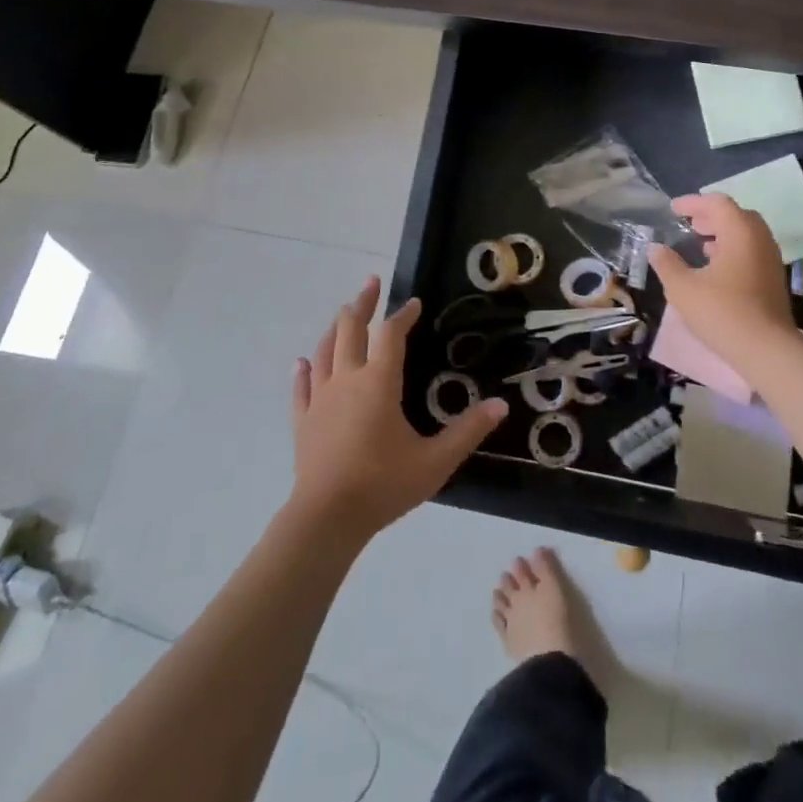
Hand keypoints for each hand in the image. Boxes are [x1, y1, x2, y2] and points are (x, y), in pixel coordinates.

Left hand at [289, 277, 506, 542]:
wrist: (326, 519)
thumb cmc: (383, 485)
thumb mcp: (435, 461)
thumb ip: (468, 431)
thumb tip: (501, 405)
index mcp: (379, 381)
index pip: (391, 334)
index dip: (403, 315)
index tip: (414, 303)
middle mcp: (347, 379)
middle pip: (350, 328)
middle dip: (363, 303)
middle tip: (372, 282)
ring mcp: (320, 399)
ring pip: (325, 350)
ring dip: (336, 327)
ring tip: (345, 313)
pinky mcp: (303, 421)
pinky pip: (301, 388)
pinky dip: (303, 371)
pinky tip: (302, 362)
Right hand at [648, 193, 795, 361]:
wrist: (767, 350)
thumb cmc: (722, 312)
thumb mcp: (683, 288)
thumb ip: (667, 264)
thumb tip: (655, 248)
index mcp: (739, 232)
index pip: (717, 203)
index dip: (693, 202)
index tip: (673, 209)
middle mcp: (759, 239)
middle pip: (736, 215)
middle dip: (710, 215)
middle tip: (689, 223)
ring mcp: (771, 259)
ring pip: (746, 234)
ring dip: (723, 233)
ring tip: (700, 243)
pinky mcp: (774, 279)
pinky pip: (752, 251)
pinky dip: (733, 249)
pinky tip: (716, 268)